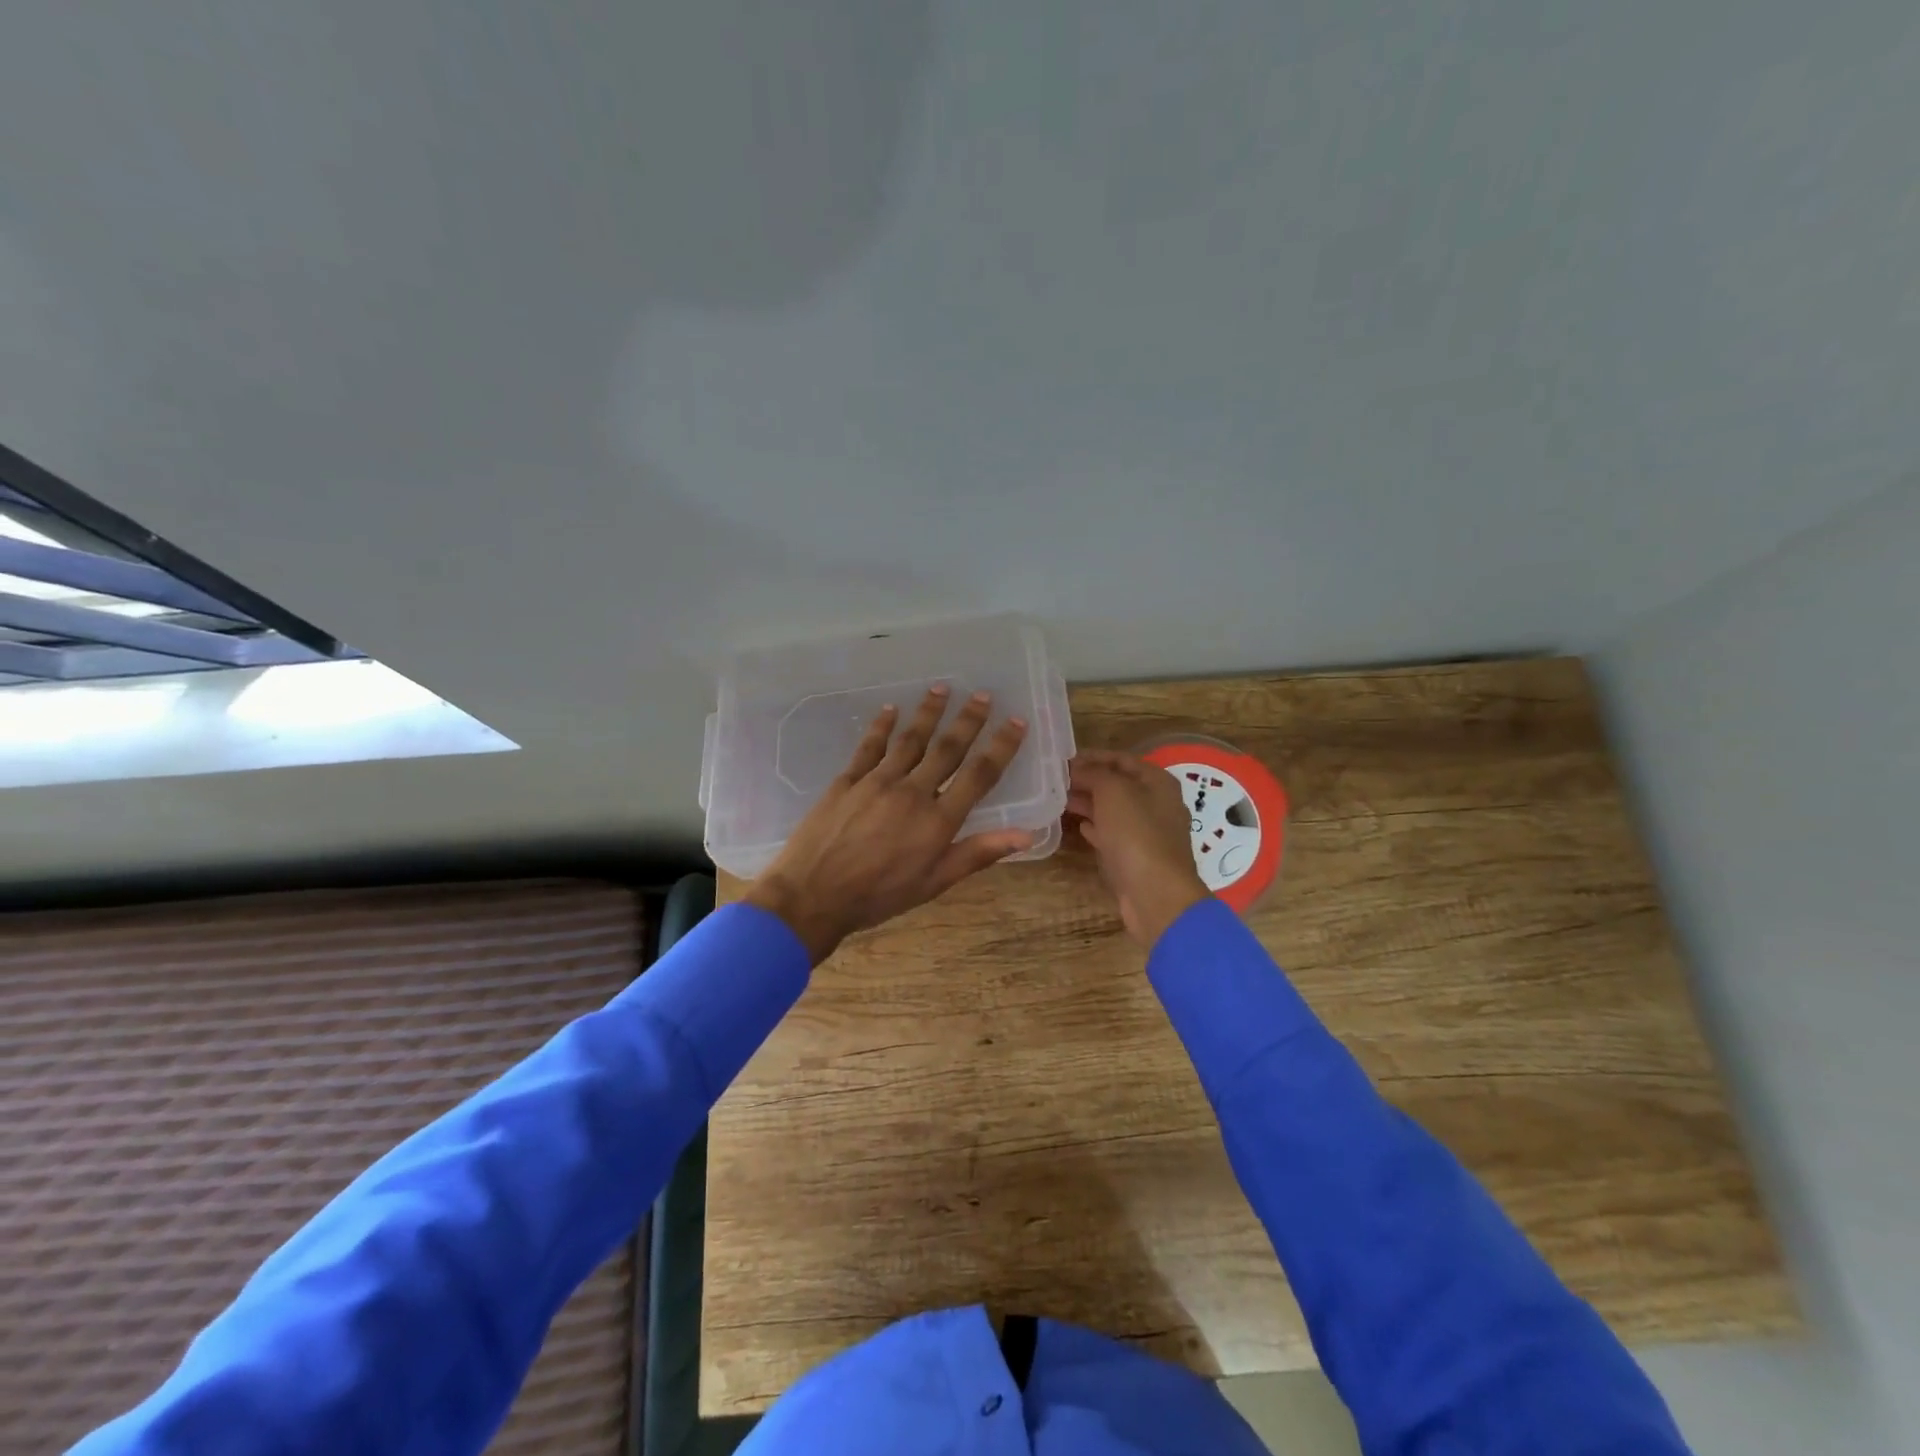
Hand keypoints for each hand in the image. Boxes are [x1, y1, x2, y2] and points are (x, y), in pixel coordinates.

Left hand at [744, 686, 1033, 962]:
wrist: (812, 895)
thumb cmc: (877, 896)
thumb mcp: (934, 883)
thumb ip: (977, 854)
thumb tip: (1025, 835)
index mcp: (938, 820)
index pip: (979, 775)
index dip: (1001, 746)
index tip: (1016, 721)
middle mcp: (913, 792)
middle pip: (947, 748)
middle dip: (968, 720)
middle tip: (983, 694)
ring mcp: (878, 781)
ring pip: (911, 739)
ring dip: (929, 712)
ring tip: (942, 689)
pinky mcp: (848, 779)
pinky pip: (870, 745)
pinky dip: (882, 726)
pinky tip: (890, 710)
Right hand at [1068, 750, 1209, 947]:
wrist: (1155, 894)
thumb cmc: (1136, 834)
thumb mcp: (1112, 792)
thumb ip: (1094, 774)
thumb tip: (1076, 769)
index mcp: (1157, 782)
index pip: (1121, 758)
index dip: (1091, 756)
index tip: (1062, 759)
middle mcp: (1157, 803)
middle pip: (1118, 784)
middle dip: (1087, 780)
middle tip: (1055, 781)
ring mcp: (1149, 832)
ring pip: (1114, 810)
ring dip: (1088, 803)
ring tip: (1059, 800)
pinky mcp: (1138, 857)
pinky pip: (1114, 834)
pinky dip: (1097, 827)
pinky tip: (1080, 827)